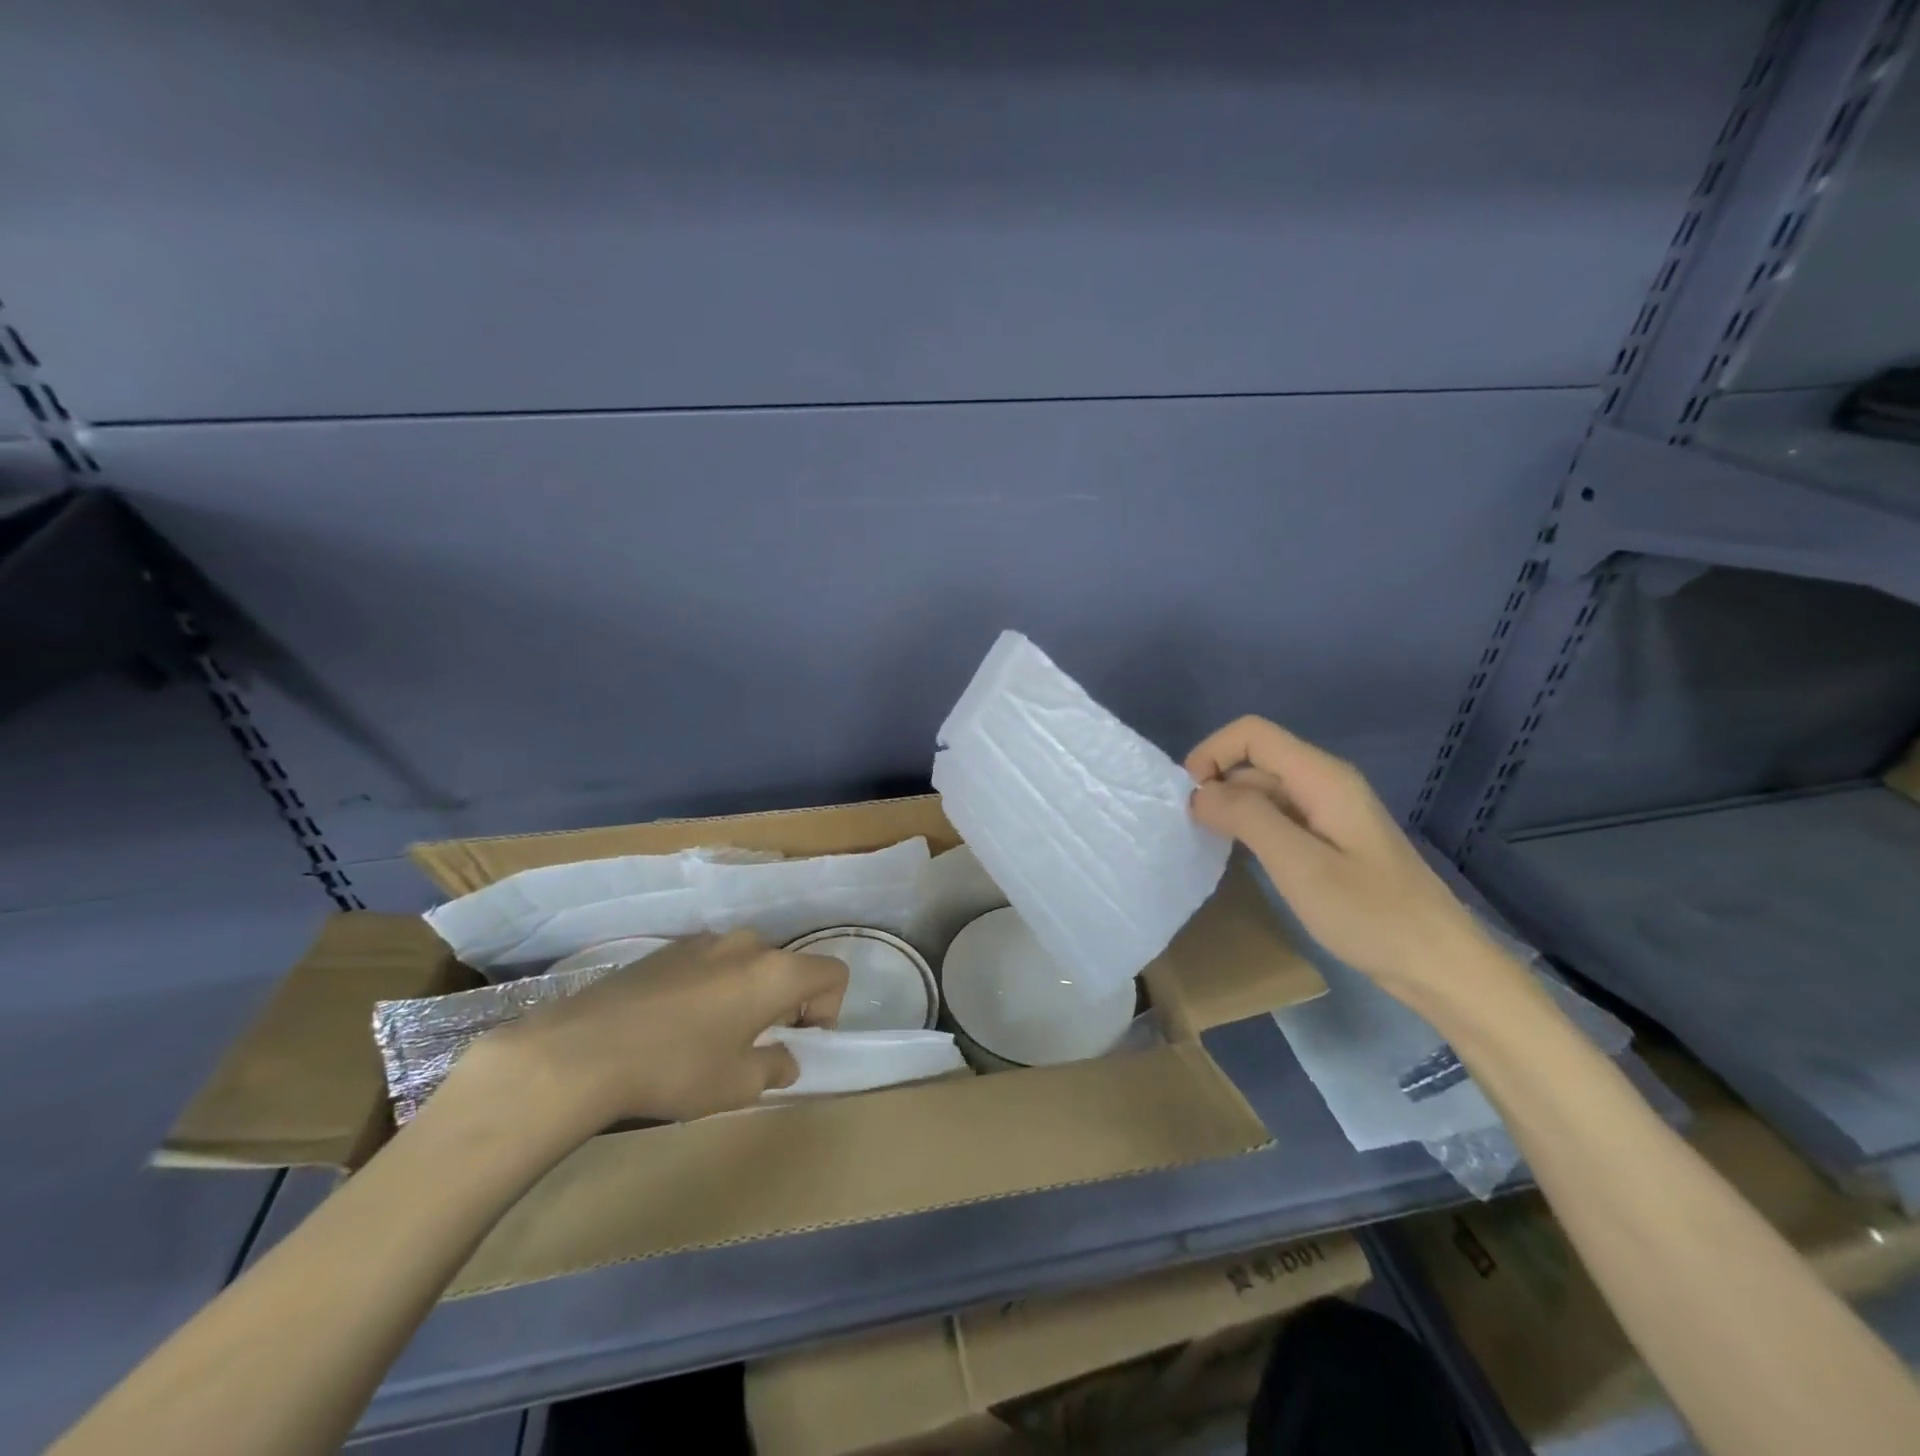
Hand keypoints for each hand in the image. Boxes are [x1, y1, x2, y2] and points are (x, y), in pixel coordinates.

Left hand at [470, 931, 849, 1128]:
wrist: (583, 1049)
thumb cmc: (676, 1068)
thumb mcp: (737, 1085)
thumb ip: (776, 1067)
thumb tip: (783, 1058)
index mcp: (776, 972)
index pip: (833, 974)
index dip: (828, 1010)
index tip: (796, 1041)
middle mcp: (749, 944)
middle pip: (789, 966)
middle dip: (785, 1003)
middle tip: (755, 1044)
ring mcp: (706, 940)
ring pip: (749, 963)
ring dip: (748, 993)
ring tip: (713, 1034)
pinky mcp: (670, 947)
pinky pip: (713, 961)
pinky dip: (714, 986)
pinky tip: (677, 1022)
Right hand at [1186, 717, 1502, 1002]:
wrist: (1438, 964)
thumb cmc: (1370, 914)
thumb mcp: (1299, 864)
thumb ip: (1247, 817)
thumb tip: (1200, 791)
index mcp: (1322, 777)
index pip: (1252, 734)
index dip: (1211, 753)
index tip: (1188, 799)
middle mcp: (1326, 783)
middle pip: (1256, 759)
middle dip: (1216, 783)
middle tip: (1192, 830)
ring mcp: (1330, 811)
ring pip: (1265, 789)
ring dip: (1231, 807)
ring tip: (1209, 845)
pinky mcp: (1331, 839)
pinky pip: (1279, 815)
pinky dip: (1251, 827)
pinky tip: (1242, 857)